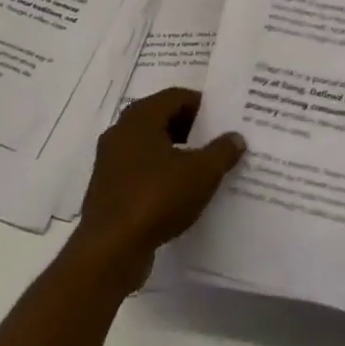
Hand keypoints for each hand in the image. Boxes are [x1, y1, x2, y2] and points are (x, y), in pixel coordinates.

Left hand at [76, 88, 246, 290]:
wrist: (111, 248)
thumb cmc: (156, 197)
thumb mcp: (201, 173)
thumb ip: (221, 151)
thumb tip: (236, 137)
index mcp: (141, 116)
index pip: (176, 96)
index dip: (202, 105)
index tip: (225, 119)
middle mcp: (122, 130)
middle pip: (161, 118)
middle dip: (191, 128)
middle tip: (218, 141)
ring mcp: (111, 159)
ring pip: (150, 145)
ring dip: (176, 152)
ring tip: (204, 168)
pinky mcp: (108, 187)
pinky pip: (140, 169)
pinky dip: (161, 173)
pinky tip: (180, 193)